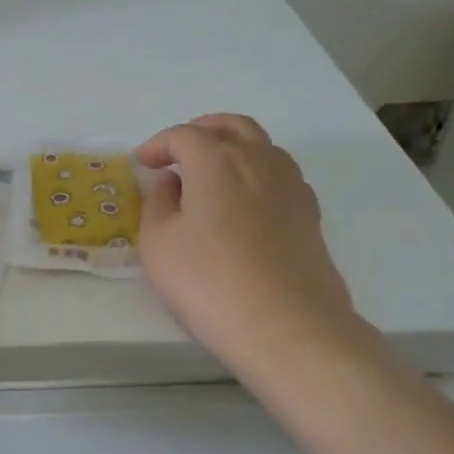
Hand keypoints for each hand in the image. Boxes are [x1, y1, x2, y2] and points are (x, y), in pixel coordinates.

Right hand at [137, 115, 367, 378]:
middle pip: (231, 126)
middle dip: (201, 131)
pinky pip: (280, 175)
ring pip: (262, 146)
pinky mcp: (310, 215)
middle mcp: (259, 161)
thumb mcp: (159, 245)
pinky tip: (246, 202)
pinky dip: (257, 174)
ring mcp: (291, 186)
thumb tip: (170, 183)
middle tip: (179, 152)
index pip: (184, 135)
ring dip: (233, 148)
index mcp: (216, 161)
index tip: (143, 165)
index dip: (159, 145)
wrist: (288, 327)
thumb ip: (158, 204)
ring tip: (212, 175)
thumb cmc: (209, 283)